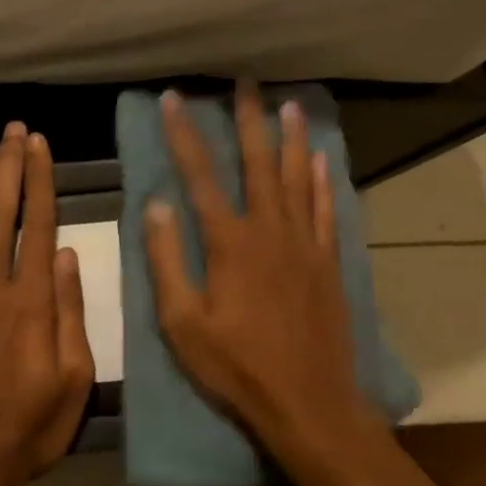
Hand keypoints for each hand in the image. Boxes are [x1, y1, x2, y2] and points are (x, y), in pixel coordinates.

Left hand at [0, 122, 94, 485]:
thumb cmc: (31, 428)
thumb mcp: (74, 380)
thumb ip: (71, 314)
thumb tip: (70, 256)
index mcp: (33, 305)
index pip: (40, 228)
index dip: (40, 182)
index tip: (39, 146)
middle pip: (2, 217)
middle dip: (8, 169)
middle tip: (11, 131)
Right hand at [144, 82, 377, 458]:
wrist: (308, 402)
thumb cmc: (237, 368)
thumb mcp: (183, 324)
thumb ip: (167, 262)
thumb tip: (157, 206)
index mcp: (230, 244)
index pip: (201, 177)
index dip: (184, 135)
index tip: (173, 99)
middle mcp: (271, 231)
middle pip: (259, 163)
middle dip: (248, 120)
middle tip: (245, 83)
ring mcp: (306, 245)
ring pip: (298, 178)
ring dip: (291, 139)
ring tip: (289, 105)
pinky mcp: (329, 263)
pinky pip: (326, 210)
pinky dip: (322, 181)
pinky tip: (321, 160)